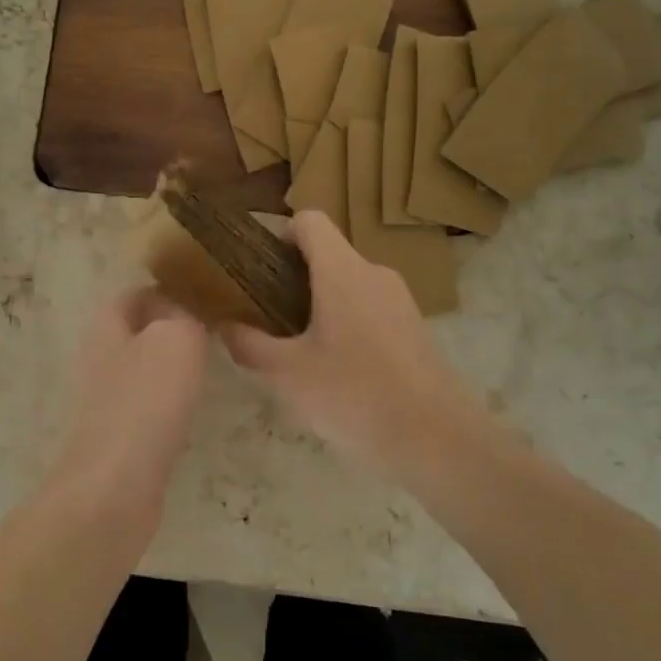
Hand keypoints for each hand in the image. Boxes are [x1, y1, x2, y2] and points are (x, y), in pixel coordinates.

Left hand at [44, 287, 208, 534]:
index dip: (164, 291)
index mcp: (106, 329)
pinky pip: (146, 409)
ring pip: (140, 372)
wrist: (113, 489)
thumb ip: (183, 317)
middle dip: (168, 330)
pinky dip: (167, 405)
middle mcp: (99, 361)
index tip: (202, 296)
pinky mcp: (116, 441)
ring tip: (209, 368)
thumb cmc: (144, 403)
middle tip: (212, 333)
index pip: (132, 296)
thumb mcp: (176, 340)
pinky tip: (191, 412)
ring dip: (169, 368)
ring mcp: (105, 404)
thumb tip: (182, 318)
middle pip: (134, 334)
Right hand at [222, 212, 491, 486]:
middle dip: (289, 277)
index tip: (254, 266)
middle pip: (326, 254)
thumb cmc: (354, 395)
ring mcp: (399, 301)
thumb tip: (223, 326)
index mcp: (342, 271)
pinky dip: (343, 322)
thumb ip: (248, 345)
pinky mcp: (412, 328)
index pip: (309, 221)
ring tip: (293, 346)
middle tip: (262, 314)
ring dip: (316, 303)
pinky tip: (332, 367)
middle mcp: (374, 274)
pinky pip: (368, 309)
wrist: (437, 439)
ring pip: (347, 284)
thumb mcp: (287, 374)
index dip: (277, 233)